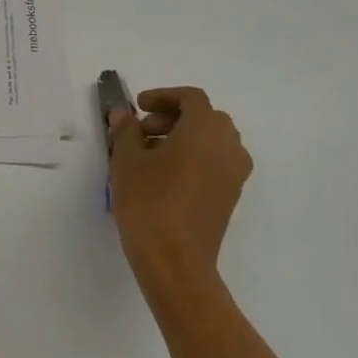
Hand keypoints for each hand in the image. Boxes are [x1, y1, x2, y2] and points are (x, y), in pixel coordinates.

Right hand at [109, 86, 251, 294]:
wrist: (176, 261)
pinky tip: (164, 176)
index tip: (138, 107)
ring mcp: (234, 174)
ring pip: (212, 141)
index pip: (191, 98)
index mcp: (206, 129)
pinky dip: (194, 157)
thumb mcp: (127, 160)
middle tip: (142, 130)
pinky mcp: (230, 197)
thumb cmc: (149, 201)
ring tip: (149, 154)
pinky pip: (215, 162)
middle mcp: (228, 146)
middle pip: (205, 117)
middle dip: (173, 117)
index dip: (163, 96)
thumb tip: (124, 116)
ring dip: (183, 137)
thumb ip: (126, 131)